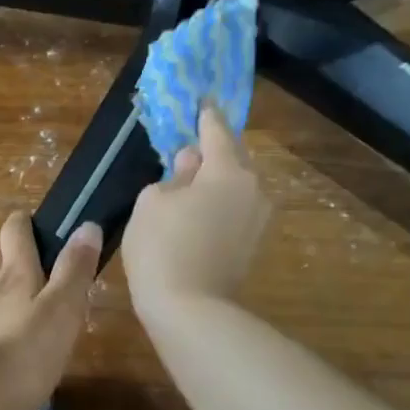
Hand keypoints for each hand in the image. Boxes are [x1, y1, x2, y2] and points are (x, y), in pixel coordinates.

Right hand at [122, 105, 271, 318]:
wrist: (190, 311)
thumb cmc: (163, 246)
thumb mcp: (152, 201)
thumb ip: (173, 175)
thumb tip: (190, 165)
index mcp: (228, 170)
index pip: (217, 130)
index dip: (206, 113)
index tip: (203, 98)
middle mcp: (252, 189)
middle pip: (233, 158)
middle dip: (213, 149)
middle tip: (191, 142)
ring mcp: (257, 219)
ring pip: (235, 186)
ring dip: (215, 179)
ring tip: (189, 179)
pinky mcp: (252, 245)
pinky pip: (235, 210)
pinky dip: (218, 203)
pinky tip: (198, 209)